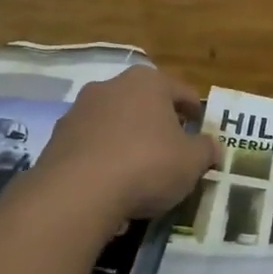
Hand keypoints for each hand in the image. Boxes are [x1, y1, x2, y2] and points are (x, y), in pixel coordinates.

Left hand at [34, 67, 220, 222]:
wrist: (78, 191)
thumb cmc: (147, 164)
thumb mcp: (191, 162)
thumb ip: (206, 150)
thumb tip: (214, 147)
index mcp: (148, 82)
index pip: (181, 91)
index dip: (195, 110)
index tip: (200, 127)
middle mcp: (111, 86)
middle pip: (144, 102)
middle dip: (159, 121)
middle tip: (172, 146)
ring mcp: (80, 110)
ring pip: (115, 121)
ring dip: (128, 137)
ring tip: (140, 167)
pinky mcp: (58, 137)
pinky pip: (92, 143)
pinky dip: (104, 155)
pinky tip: (112, 180)